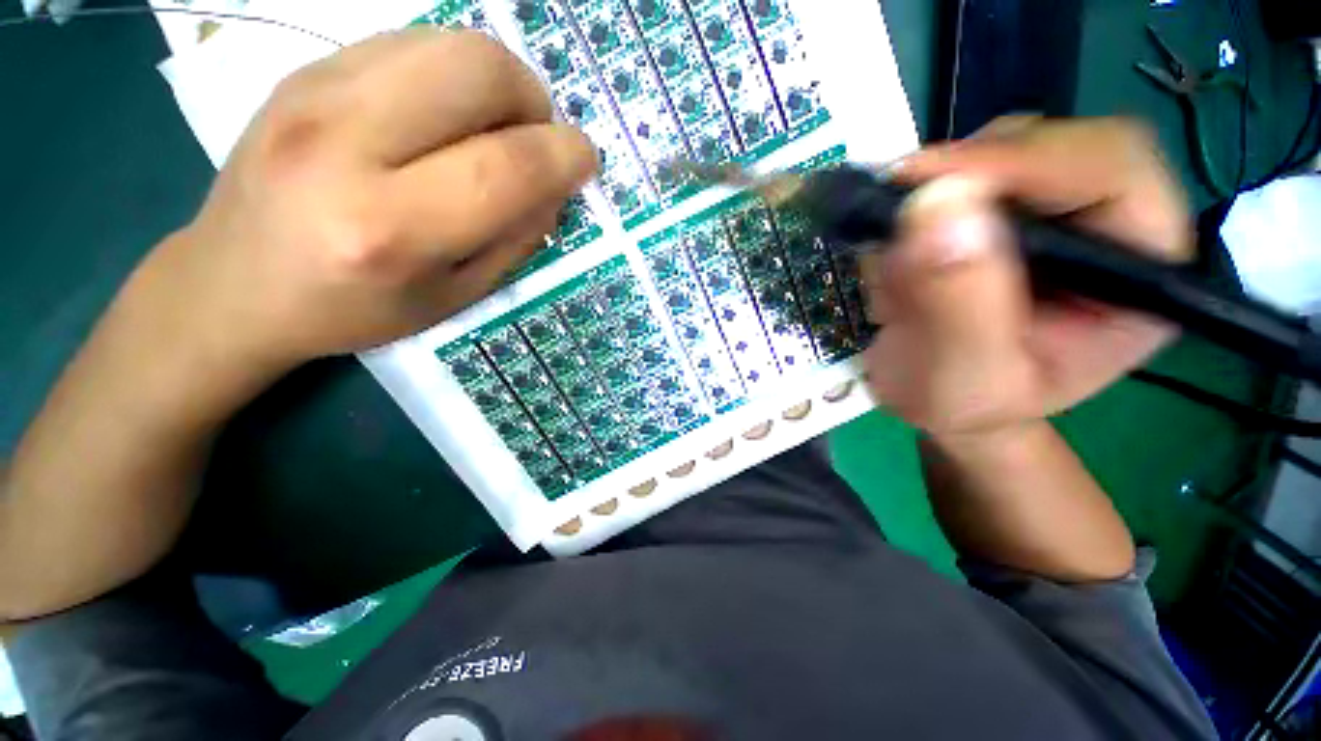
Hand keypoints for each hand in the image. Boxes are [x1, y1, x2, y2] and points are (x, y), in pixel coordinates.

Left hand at [132, 29, 596, 381]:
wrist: (234, 283)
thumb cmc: (355, 309)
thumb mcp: (455, 297)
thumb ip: (515, 239)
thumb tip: (555, 185)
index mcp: (390, 229)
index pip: (507, 166)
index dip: (566, 156)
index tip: (584, 162)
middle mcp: (345, 144)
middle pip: (479, 69)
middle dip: (533, 101)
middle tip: (533, 141)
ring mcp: (314, 90)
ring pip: (449, 41)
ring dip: (497, 83)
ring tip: (490, 130)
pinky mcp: (304, 67)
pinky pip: (412, 43)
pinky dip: (452, 75)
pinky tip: (443, 117)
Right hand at [862, 117, 1192, 439]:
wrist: (938, 396)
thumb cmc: (964, 403)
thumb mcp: (962, 374)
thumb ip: (957, 302)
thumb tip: (935, 205)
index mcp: (1143, 273)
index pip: (1112, 171)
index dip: (1027, 162)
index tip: (929, 184)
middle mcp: (1109, 224)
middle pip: (1057, 143)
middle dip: (974, 166)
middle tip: (898, 198)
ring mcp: (1051, 209)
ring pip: (1003, 148)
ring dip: (939, 180)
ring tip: (895, 232)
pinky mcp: (1002, 208)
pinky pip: (963, 171)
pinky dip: (919, 191)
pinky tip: (896, 231)